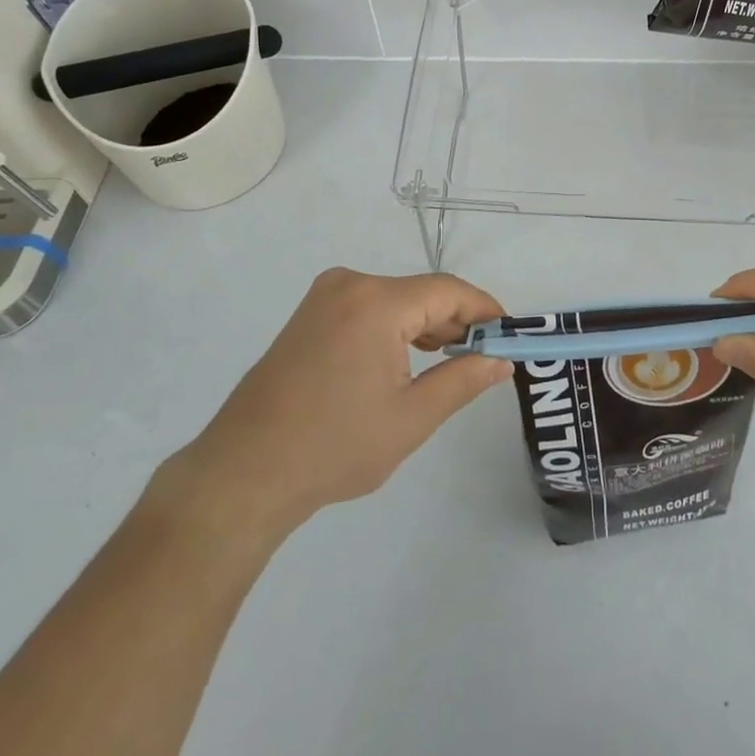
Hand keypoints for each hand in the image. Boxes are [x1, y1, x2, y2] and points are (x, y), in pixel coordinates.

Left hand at [164, 269, 511, 540]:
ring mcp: (324, 297)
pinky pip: (368, 308)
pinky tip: (406, 360)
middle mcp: (349, 284)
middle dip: (455, 321)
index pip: (448, 291)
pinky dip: (394, 328)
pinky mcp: (309, 315)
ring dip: (425, 326)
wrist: (245, 472)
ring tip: (450, 363)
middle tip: (483, 357)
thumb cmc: (334, 447)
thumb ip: (463, 381)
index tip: (509, 334)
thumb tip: (501, 361)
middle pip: (420, 292)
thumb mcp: (411, 418)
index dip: (484, 309)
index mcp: (376, 302)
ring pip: (394, 300)